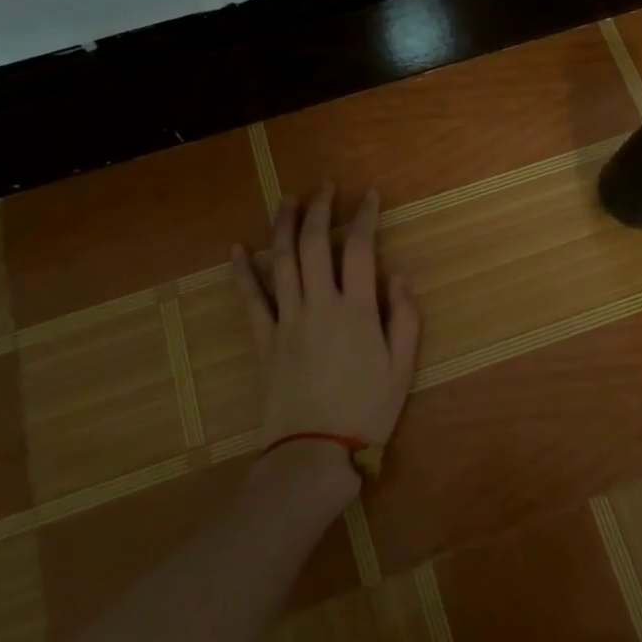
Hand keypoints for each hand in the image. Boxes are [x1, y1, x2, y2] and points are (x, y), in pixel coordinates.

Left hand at [232, 184, 420, 453]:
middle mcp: (319, 304)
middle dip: (320, 209)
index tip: (370, 195)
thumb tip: (399, 275)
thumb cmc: (366, 412)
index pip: (360, 249)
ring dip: (283, 225)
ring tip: (288, 200)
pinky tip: (236, 248)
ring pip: (281, 261)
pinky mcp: (264, 339)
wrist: (313, 453)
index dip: (365, 217)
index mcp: (357, 310)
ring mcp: (287, 320)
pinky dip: (242, 271)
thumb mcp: (402, 369)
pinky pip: (250, 298)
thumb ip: (404, 318)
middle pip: (314, 244)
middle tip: (326, 187)